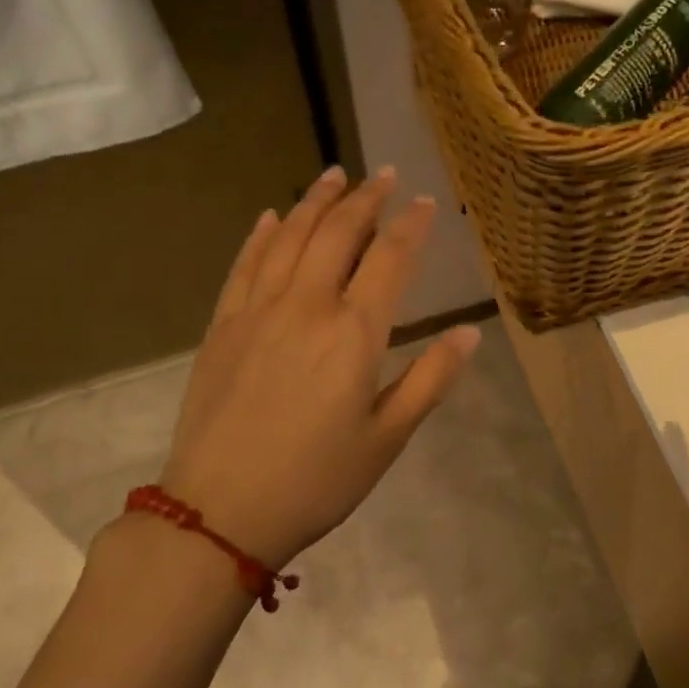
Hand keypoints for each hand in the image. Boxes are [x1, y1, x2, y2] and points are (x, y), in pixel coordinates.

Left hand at [155, 166, 478, 570]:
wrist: (219, 513)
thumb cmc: (317, 480)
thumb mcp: (389, 437)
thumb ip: (431, 378)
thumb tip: (469, 333)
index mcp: (353, 334)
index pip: (389, 259)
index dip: (410, 226)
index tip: (424, 201)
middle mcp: (306, 307)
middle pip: (338, 234)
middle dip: (365, 199)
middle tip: (382, 174)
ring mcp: (257, 311)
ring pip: (289, 238)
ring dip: (314, 202)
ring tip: (334, 175)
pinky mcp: (222, 326)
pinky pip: (244, 264)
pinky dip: (261, 234)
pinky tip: (271, 216)